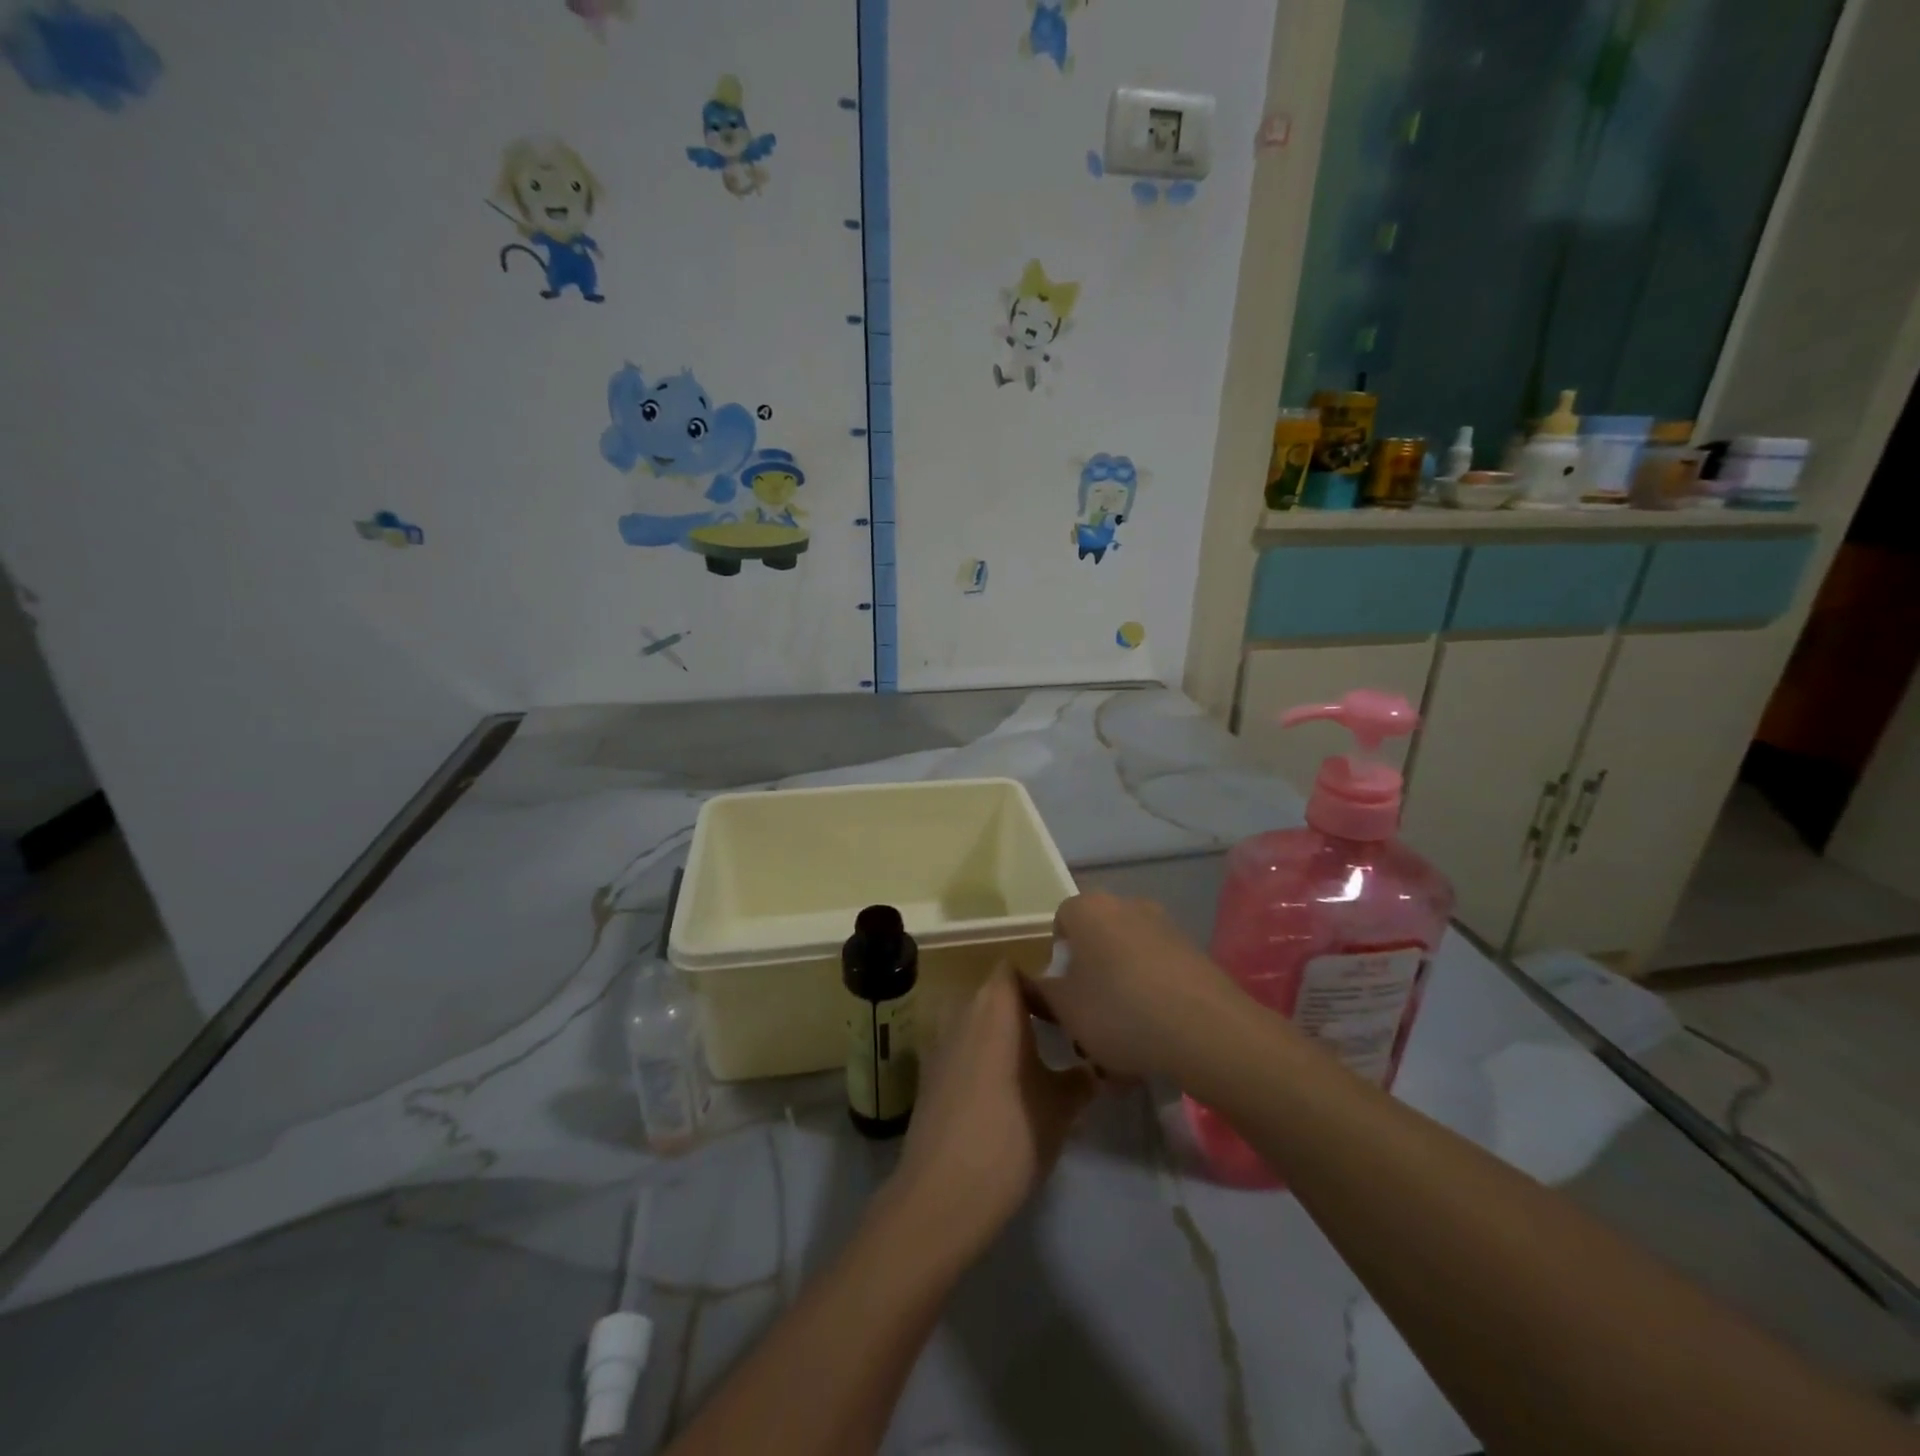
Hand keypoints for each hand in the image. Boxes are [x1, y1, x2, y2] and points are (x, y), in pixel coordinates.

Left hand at [888, 966, 1094, 1259]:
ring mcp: (941, 1042)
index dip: (1040, 984)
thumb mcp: (1061, 1107)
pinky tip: (1005, 1096)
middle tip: (1061, 1039)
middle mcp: (964, 1013)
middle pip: (996, 995)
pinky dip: (984, 1060)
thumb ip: (1082, 1079)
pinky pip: (963, 1050)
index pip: (1015, 970)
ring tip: (1038, 1068)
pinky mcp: (930, 1074)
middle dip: (1027, 1011)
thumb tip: (1098, 1069)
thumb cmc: (1011, 1134)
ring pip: (979, 1023)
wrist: (943, 1192)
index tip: (1067, 1012)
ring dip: (1005, 1037)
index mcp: (996, 1006)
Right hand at [1020, 892, 1244, 1080]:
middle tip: (1089, 1019)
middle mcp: (1127, 905)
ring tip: (1123, 1040)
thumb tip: (1028, 981)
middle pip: (1096, 940)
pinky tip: (1155, 1036)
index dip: (1057, 960)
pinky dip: (1151, 997)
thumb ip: (1040, 992)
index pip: (1060, 922)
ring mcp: (1165, 926)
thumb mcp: (1064, 1009)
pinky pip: (1158, 972)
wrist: (1206, 1030)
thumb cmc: (1119, 1011)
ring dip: (1121, 990)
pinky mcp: (1193, 952)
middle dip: (1090, 976)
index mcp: (1088, 909)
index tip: (1063, 995)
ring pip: (1128, 959)